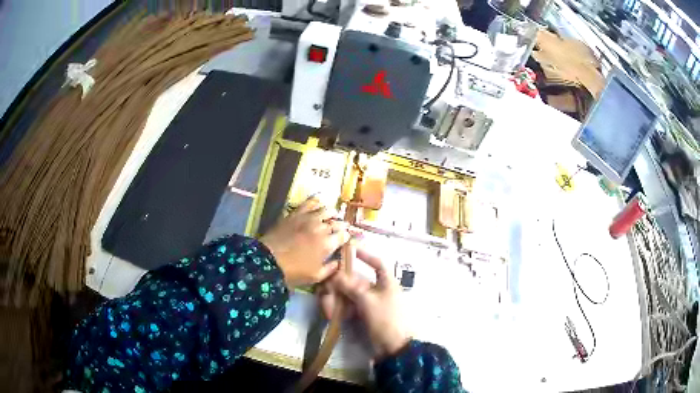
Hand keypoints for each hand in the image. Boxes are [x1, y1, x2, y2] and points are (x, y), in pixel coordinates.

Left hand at [260, 197, 349, 287]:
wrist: (268, 260)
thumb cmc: (293, 272)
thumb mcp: (316, 276)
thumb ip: (331, 269)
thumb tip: (338, 262)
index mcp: (327, 244)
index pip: (344, 236)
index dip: (346, 237)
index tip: (345, 240)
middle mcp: (321, 227)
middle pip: (337, 222)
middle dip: (341, 226)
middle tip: (340, 229)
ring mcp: (308, 218)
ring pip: (327, 210)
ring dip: (332, 214)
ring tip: (331, 216)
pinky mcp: (296, 213)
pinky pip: (310, 202)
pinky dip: (317, 202)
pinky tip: (319, 203)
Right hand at [319, 247, 410, 359]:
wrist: (394, 347)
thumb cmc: (386, 319)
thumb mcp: (368, 301)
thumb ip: (351, 287)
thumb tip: (335, 275)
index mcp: (387, 283)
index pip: (378, 263)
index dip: (365, 255)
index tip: (350, 249)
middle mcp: (378, 291)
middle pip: (357, 281)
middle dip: (341, 282)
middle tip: (325, 284)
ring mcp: (371, 305)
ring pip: (350, 295)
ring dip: (338, 297)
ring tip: (326, 302)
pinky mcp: (365, 317)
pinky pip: (350, 308)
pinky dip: (341, 309)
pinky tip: (331, 313)